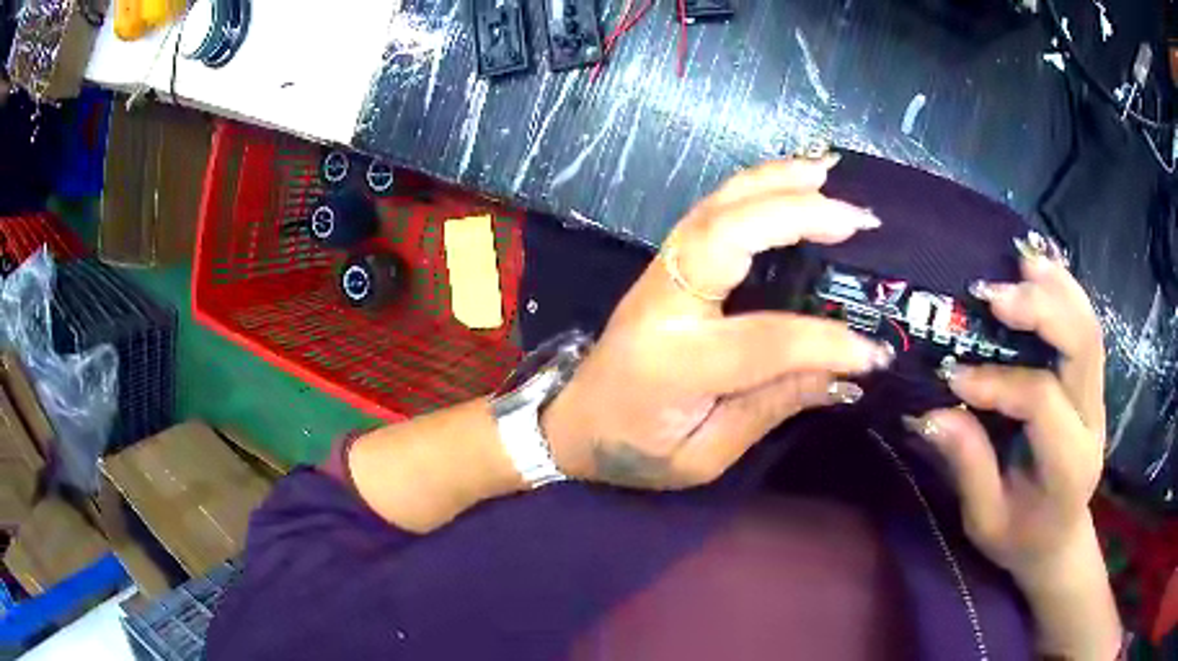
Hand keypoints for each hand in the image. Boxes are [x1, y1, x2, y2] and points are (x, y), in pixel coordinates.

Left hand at [543, 158, 894, 489]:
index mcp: (673, 362)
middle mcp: (663, 303)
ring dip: (774, 182)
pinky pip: (711, 211)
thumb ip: (771, 408)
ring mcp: (658, 273)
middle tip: (857, 218)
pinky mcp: (664, 263)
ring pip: (715, 208)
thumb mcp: (704, 455)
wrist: (574, 422)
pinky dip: (753, 187)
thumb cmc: (635, 450)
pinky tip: (789, 179)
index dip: (824, 343)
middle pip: (727, 238)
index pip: (763, 341)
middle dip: (796, 217)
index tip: (872, 352)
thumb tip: (844, 375)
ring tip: (828, 171)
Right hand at [903, 244, 1120, 657]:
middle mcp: (1092, 421)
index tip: (953, 379)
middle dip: (1039, 309)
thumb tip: (932, 412)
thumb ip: (968, 466)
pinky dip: (1065, 292)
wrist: (1059, 539)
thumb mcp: (985, 520)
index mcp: (1068, 464)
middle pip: (1081, 345)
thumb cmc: (1020, 537)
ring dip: (1056, 287)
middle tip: (992, 294)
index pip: (1042, 401)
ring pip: (1088, 326)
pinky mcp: (1092, 384)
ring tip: (1019, 260)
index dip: (998, 382)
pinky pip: (1086, 326)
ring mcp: (1098, 398)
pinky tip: (1041, 270)